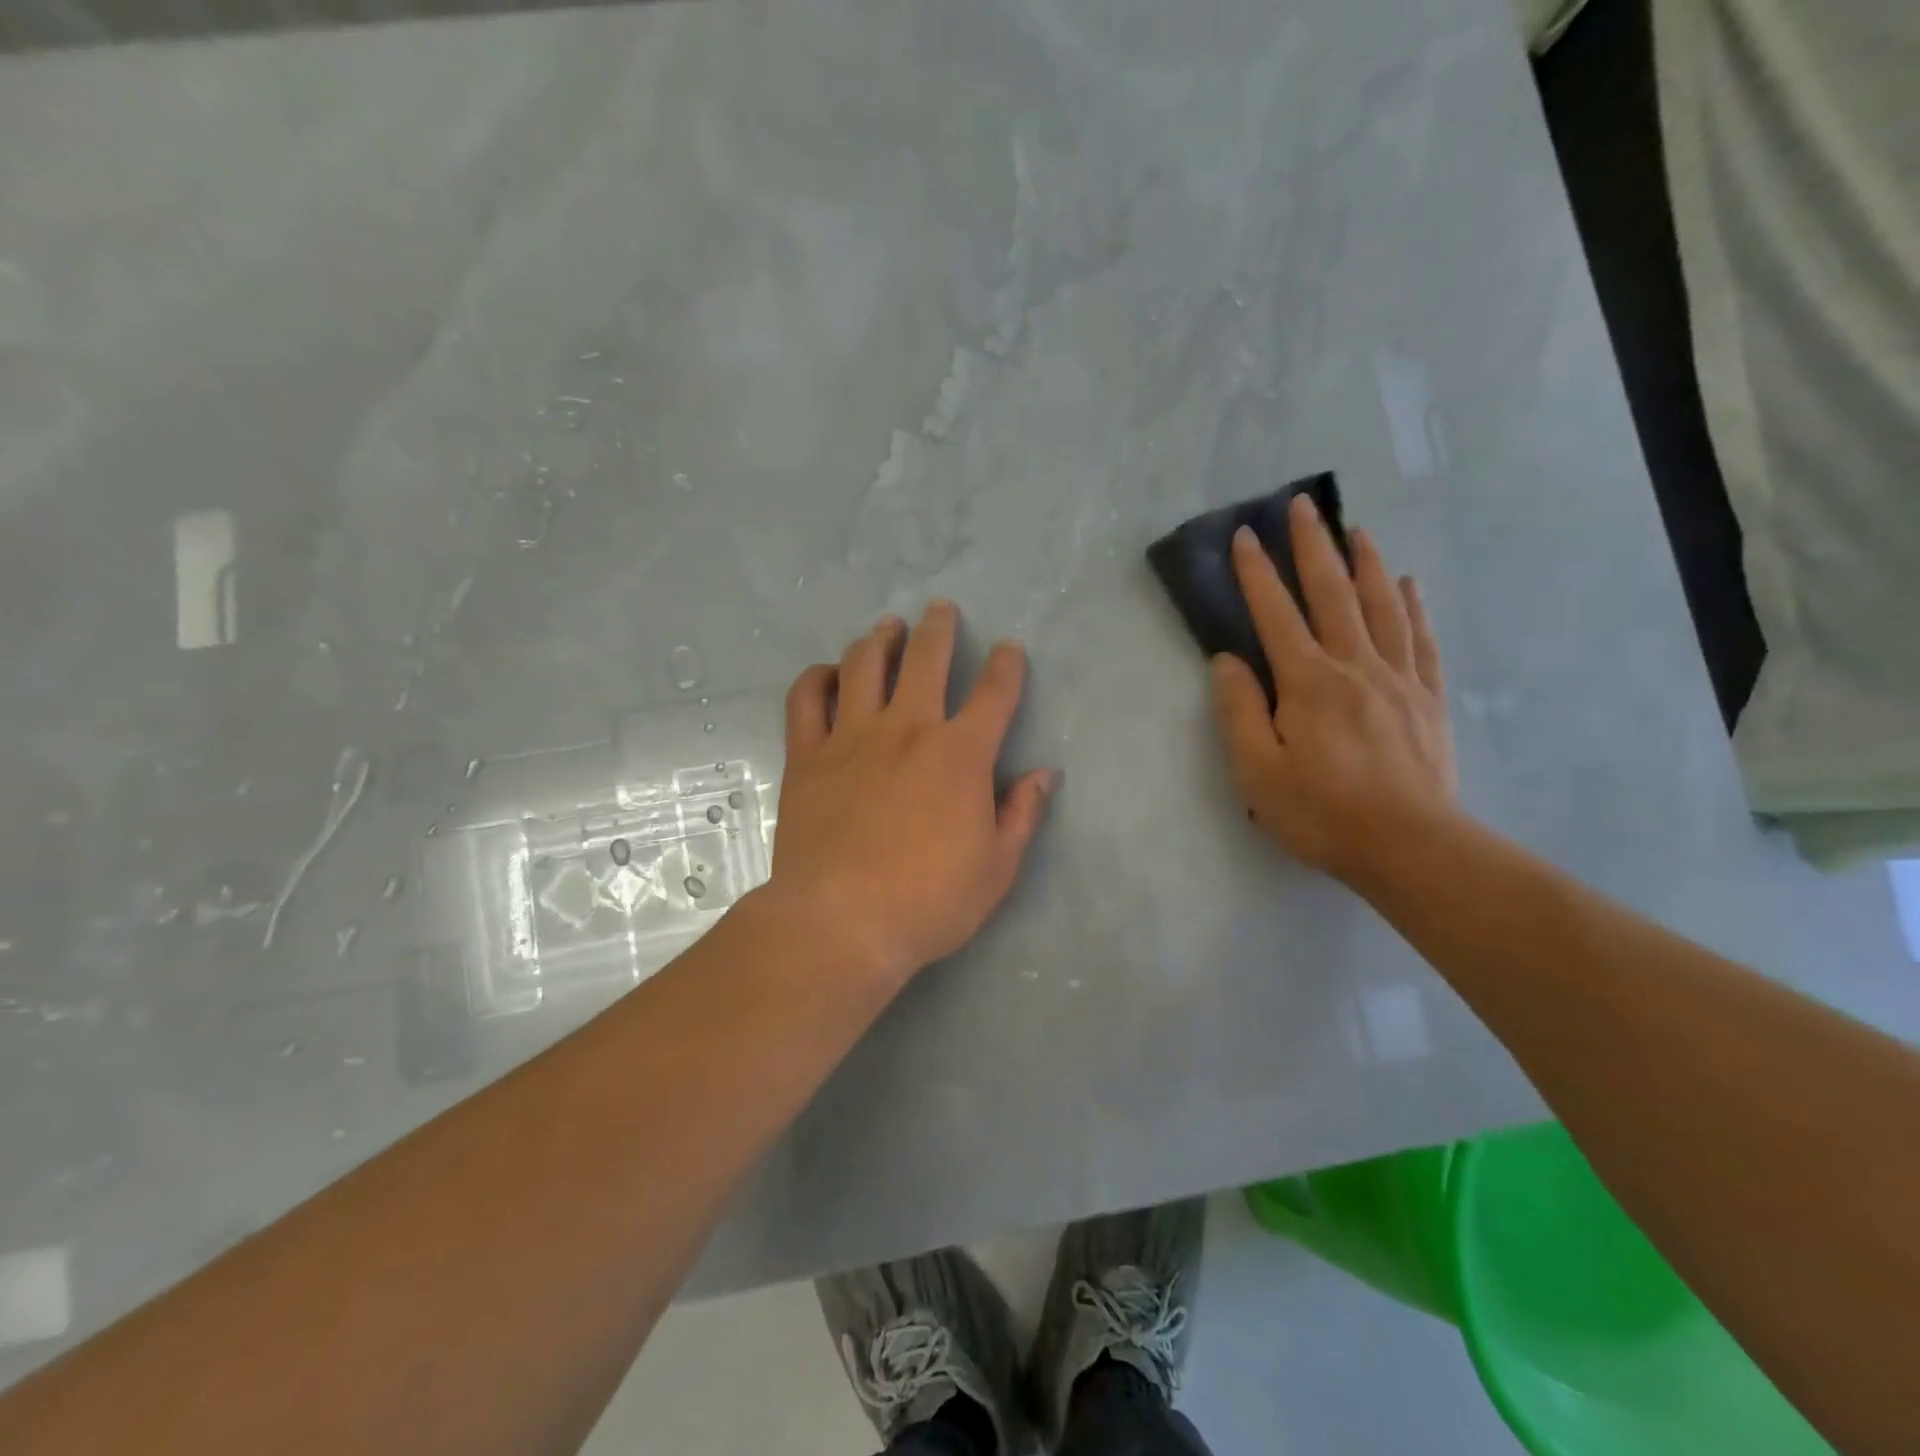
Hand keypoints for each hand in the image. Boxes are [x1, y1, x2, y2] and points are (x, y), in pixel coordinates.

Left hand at [769, 601, 1056, 986]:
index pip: (994, 693)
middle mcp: (907, 728)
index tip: (1010, 649)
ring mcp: (852, 737)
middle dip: (938, 627)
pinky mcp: (808, 755)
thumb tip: (1044, 773)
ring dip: (879, 639)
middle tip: (940, 609)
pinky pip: (806, 699)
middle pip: (925, 658)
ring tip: (886, 628)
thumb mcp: (997, 867)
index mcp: (960, 754)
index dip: (1007, 665)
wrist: (841, 922)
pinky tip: (827, 674)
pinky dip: (817, 678)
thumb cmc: (929, 901)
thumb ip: (1022, 813)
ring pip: (864, 665)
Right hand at [1210, 495, 1458, 886]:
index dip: (1257, 574)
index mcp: (1307, 682)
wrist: (1409, 846)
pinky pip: (1422, 640)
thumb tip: (1227, 661)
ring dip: (1366, 563)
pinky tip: (1408, 585)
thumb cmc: (1321, 812)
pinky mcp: (1428, 699)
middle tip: (1303, 505)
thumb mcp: (1257, 771)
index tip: (1245, 535)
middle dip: (1313, 547)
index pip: (1276, 615)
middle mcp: (1354, 666)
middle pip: (1332, 594)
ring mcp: (1398, 679)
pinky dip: (1413, 606)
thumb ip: (1238, 711)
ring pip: (1382, 606)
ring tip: (1357, 529)